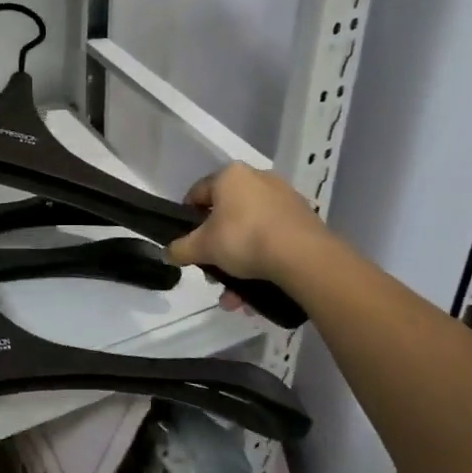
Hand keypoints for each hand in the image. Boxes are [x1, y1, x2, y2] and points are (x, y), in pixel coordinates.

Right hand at [166, 163, 327, 298]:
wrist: (303, 256)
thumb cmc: (244, 239)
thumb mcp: (203, 247)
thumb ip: (181, 248)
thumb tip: (166, 252)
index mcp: (230, 176)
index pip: (198, 193)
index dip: (188, 218)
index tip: (188, 242)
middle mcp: (258, 179)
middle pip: (226, 216)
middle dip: (217, 249)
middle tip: (213, 273)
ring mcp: (284, 199)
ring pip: (251, 232)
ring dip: (239, 264)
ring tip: (235, 296)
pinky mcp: (304, 219)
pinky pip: (273, 240)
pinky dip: (263, 262)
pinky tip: (257, 292)